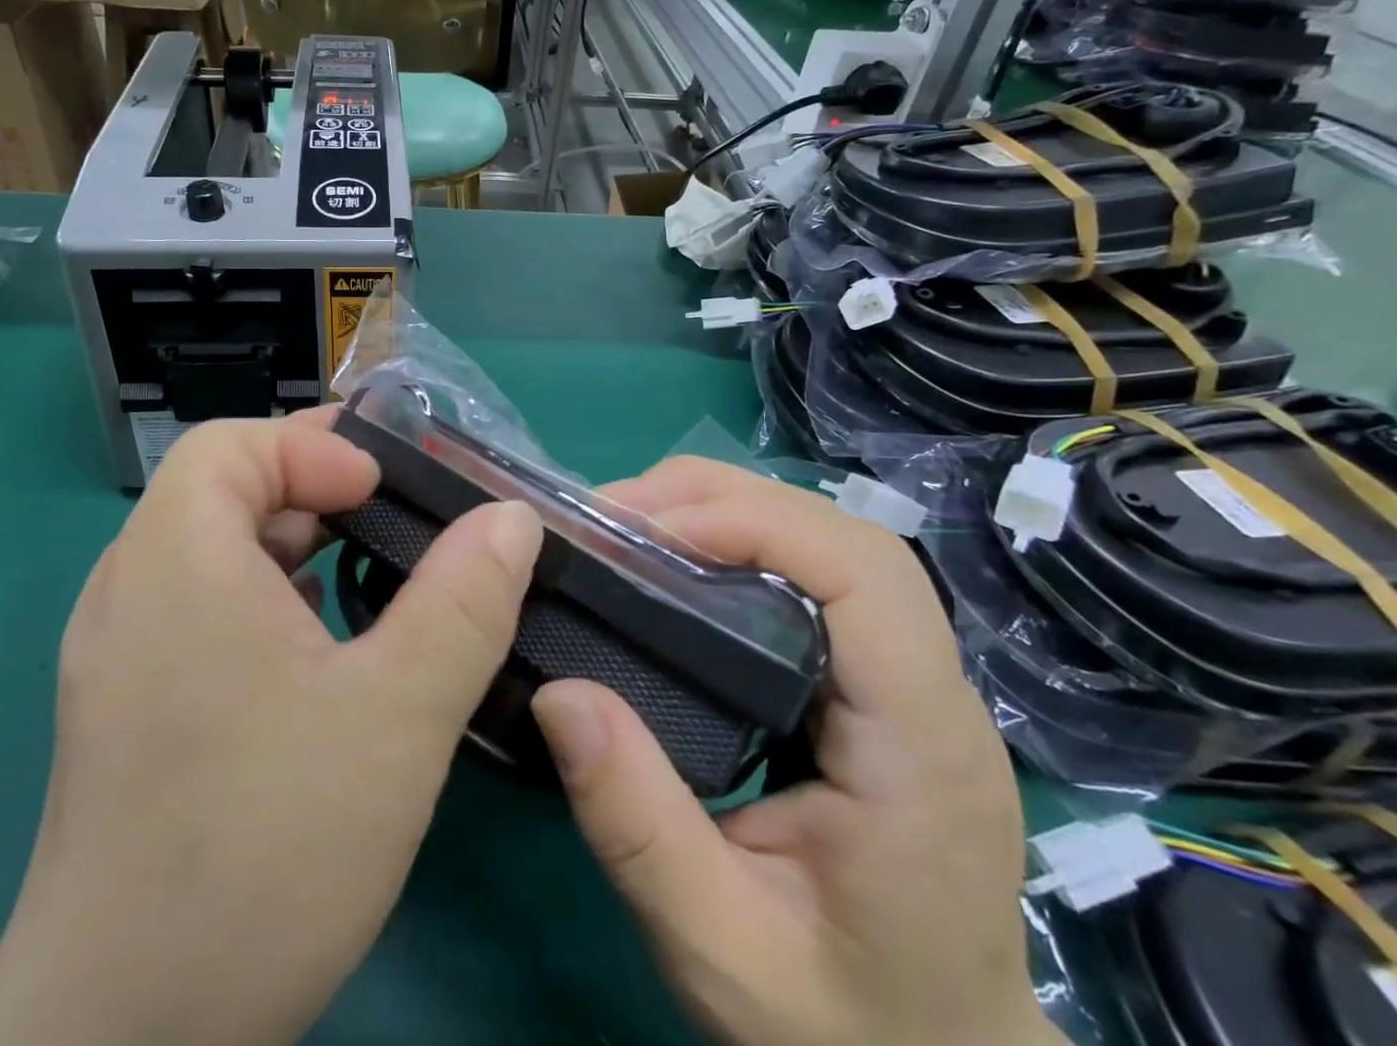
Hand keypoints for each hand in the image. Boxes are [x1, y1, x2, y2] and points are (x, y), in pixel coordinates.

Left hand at [0, 411, 543, 1045]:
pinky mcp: (127, 708)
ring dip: (293, 546)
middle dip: (315, 492)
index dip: (309, 450)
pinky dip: (265, 599)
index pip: (229, 445)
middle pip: (220, 491)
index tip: (382, 493)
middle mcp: (129, 590)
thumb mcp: (395, 717)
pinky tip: (319, 655)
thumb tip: (510, 516)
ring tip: (370, 582)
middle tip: (396, 524)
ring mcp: (117, 653)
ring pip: (212, 552)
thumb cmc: (263, 854)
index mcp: (174, 562)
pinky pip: (200, 610)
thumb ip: (463, 602)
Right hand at [531, 458, 1056, 1045]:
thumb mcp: (722, 950)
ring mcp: (912, 681)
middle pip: (842, 535)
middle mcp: (932, 692)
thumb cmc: (845, 1028)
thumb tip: (560, 691)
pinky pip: (813, 575)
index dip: (752, 522)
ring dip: (726, 511)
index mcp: (920, 747)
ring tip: (632, 528)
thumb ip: (637, 828)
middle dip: (721, 500)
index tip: (642, 531)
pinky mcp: (877, 681)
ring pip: (829, 542)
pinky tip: (678, 566)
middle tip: (612, 516)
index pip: (861, 573)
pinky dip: (739, 543)